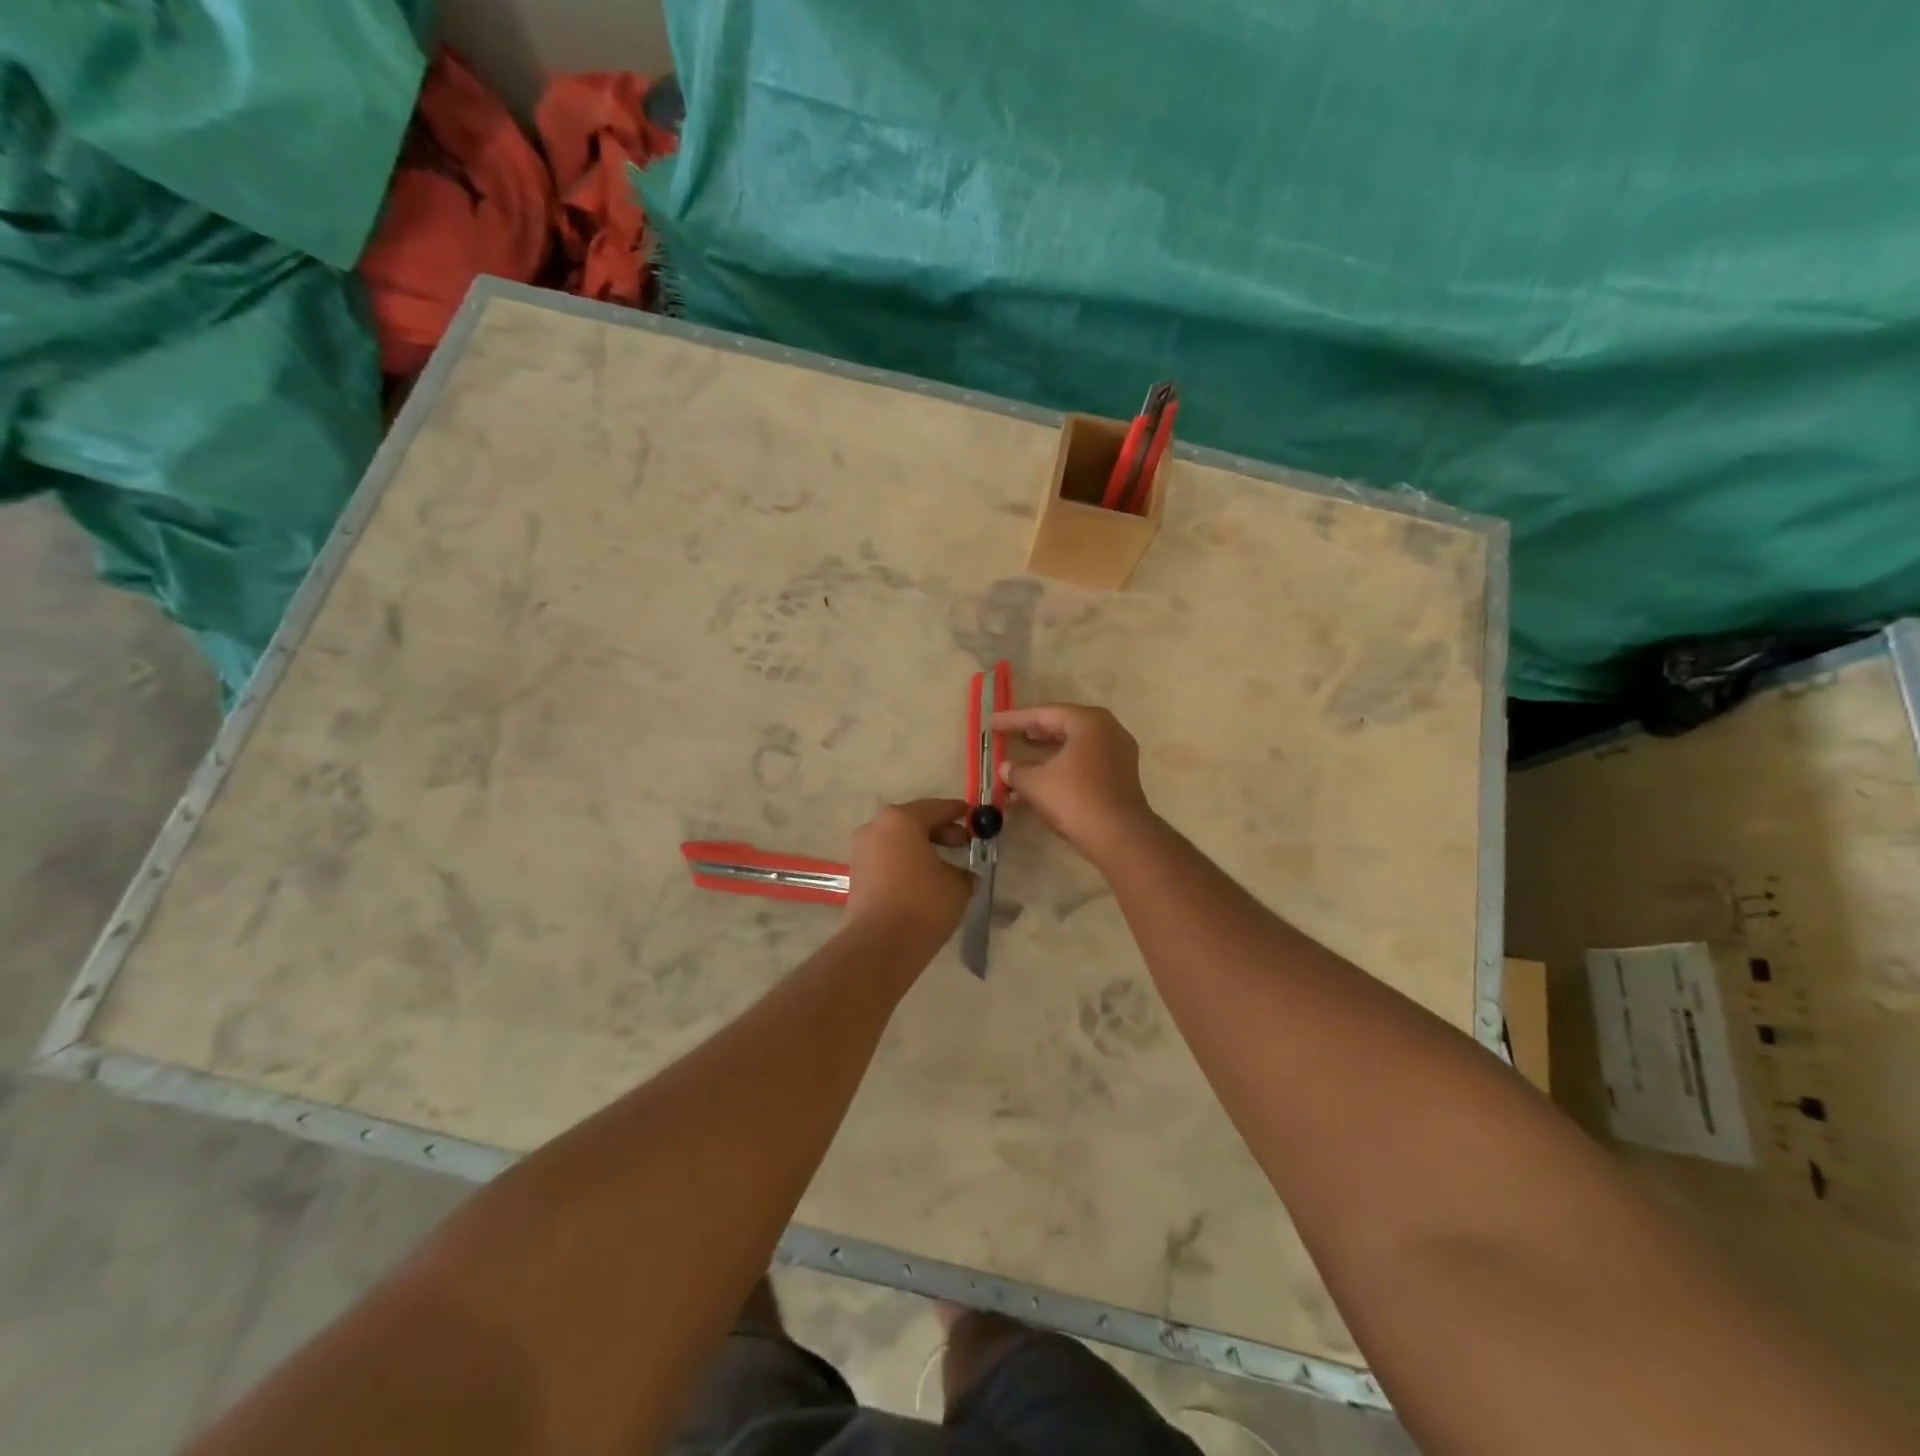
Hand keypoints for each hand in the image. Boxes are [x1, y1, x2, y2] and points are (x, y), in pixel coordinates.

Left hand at [843, 799, 974, 946]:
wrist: (880, 945)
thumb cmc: (923, 903)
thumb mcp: (957, 885)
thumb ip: (963, 872)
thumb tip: (962, 875)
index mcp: (902, 819)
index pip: (936, 808)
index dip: (957, 812)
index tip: (972, 815)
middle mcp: (876, 828)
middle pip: (913, 822)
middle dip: (939, 831)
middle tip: (962, 844)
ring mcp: (862, 851)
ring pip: (898, 842)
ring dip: (921, 849)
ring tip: (944, 866)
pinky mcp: (856, 875)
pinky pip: (887, 860)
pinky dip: (906, 863)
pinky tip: (924, 881)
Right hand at [991, 704, 1155, 859]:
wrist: (1119, 836)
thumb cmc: (1075, 798)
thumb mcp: (1036, 783)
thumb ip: (1016, 771)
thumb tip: (1005, 768)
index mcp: (1088, 721)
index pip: (1044, 714)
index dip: (1014, 719)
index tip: (992, 723)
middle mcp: (1107, 730)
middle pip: (1062, 725)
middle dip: (1032, 732)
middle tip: (1007, 734)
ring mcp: (1117, 753)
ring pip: (1073, 746)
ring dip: (1045, 754)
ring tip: (1020, 756)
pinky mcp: (1120, 775)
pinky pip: (1084, 762)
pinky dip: (1061, 767)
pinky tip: (1040, 781)